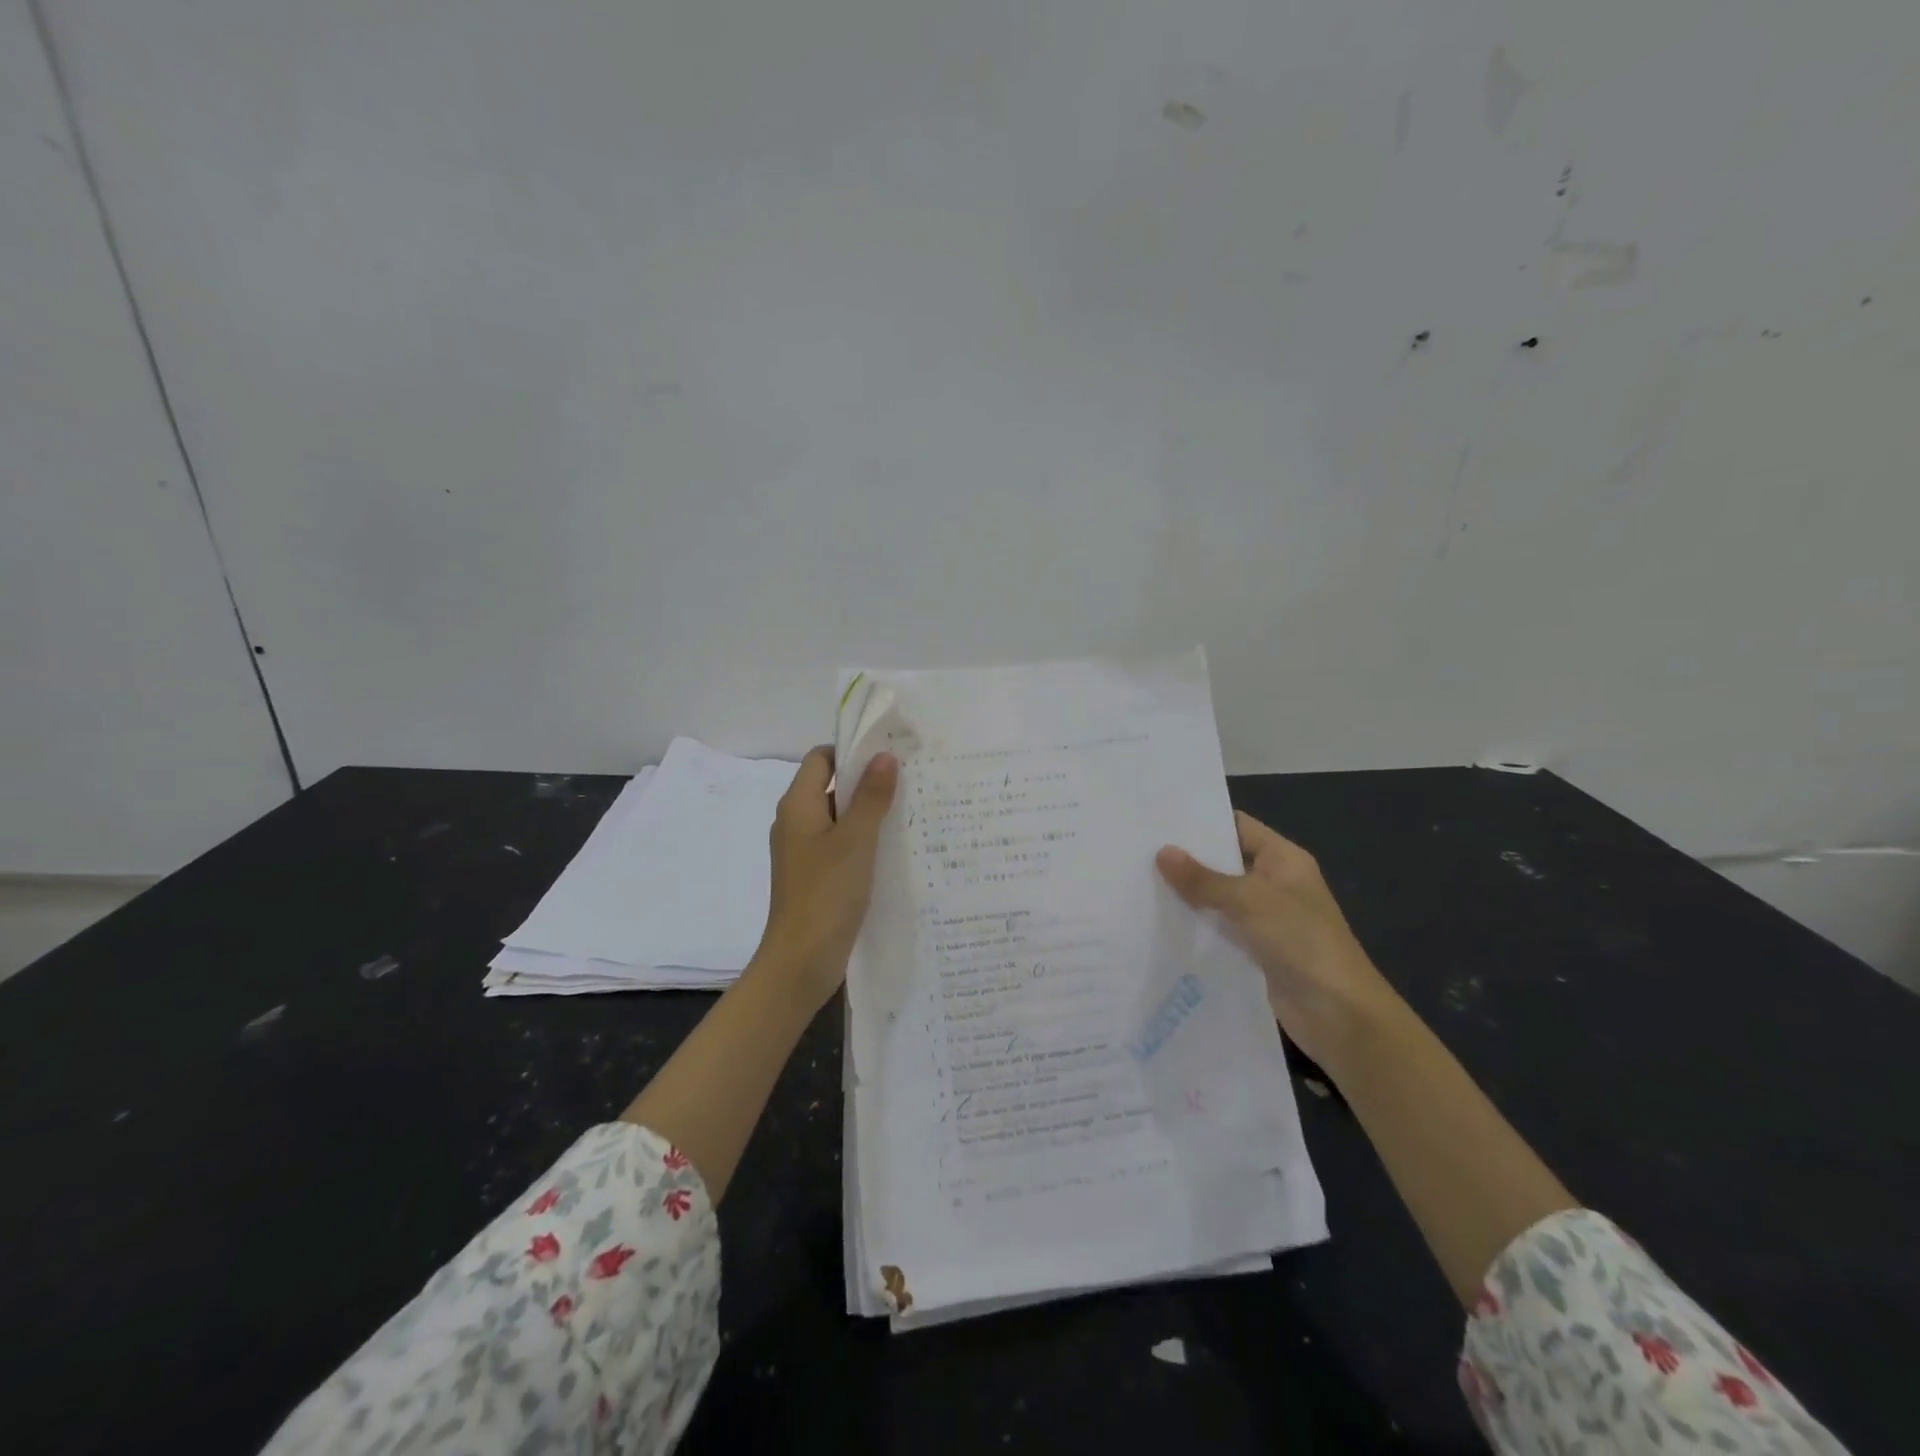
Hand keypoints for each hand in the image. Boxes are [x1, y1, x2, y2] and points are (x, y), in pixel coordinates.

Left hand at [757, 746, 898, 1007]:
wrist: (800, 961)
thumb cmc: (826, 894)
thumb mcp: (855, 840)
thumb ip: (871, 797)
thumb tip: (884, 756)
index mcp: (798, 806)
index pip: (821, 758)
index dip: (851, 751)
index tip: (890, 754)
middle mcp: (796, 822)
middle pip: (831, 786)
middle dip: (867, 781)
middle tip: (910, 781)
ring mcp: (804, 851)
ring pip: (839, 818)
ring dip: (869, 813)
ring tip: (911, 811)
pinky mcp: (815, 876)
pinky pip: (841, 845)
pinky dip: (864, 841)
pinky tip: (894, 848)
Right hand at [1156, 812, 1401, 1069]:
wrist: (1339, 1014)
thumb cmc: (1301, 941)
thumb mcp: (1249, 901)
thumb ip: (1203, 878)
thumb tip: (1163, 852)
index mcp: (1282, 859)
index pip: (1236, 826)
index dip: (1201, 821)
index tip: (1157, 819)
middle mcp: (1273, 883)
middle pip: (1223, 862)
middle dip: (1185, 859)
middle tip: (1135, 850)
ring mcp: (1264, 919)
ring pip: (1216, 898)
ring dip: (1185, 895)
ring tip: (1135, 882)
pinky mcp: (1253, 951)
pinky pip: (1218, 930)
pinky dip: (1194, 926)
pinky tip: (1156, 922)